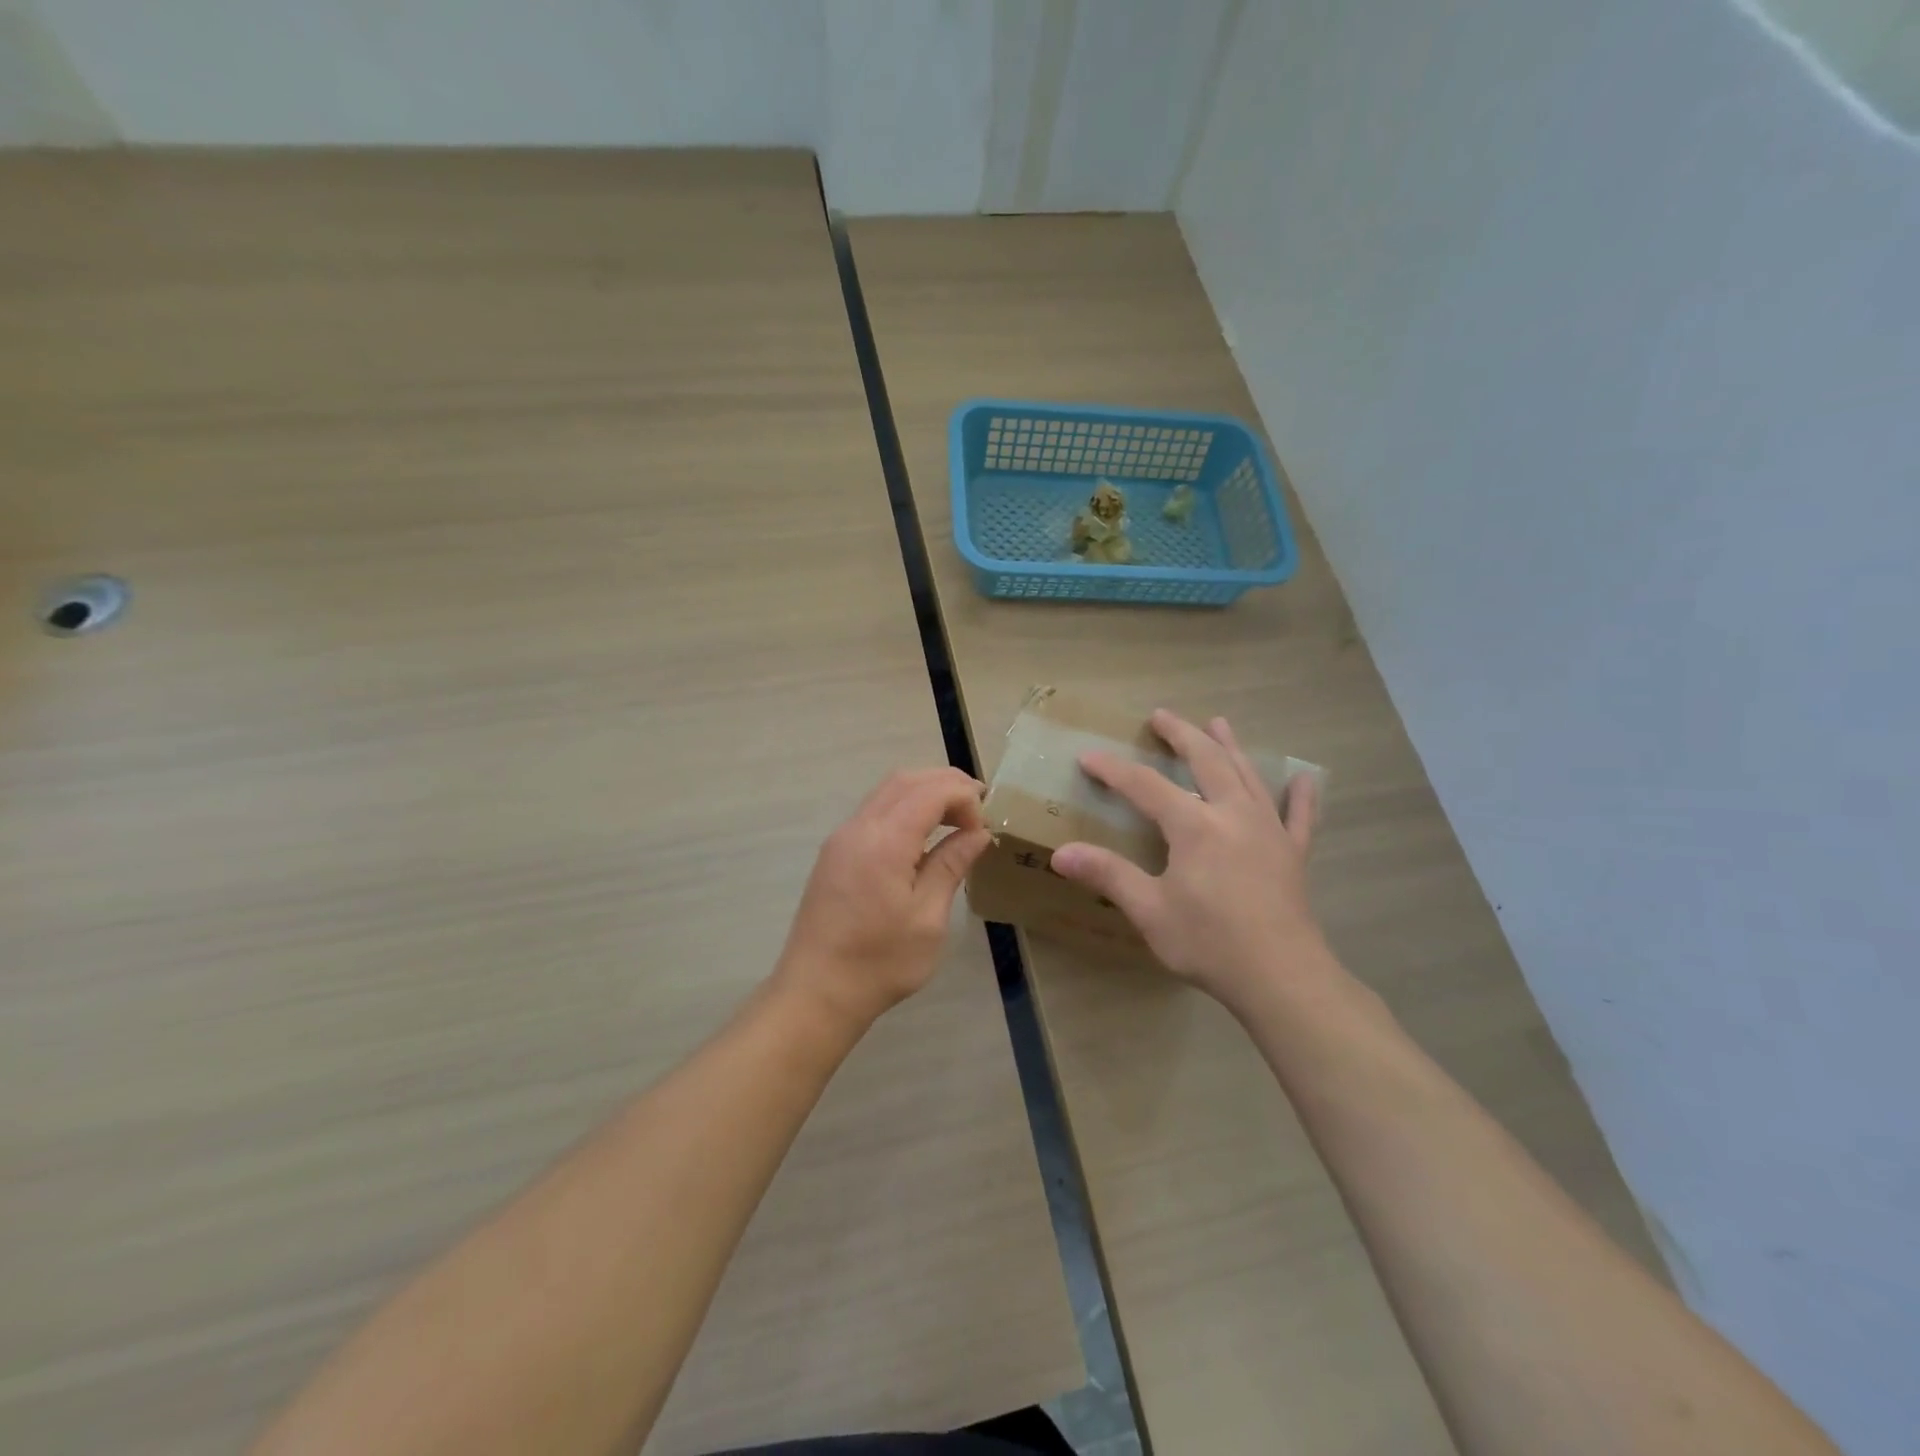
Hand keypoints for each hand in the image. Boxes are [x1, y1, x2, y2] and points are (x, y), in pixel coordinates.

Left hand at [775, 767, 991, 1031]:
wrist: (816, 992)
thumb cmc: (880, 962)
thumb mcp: (928, 918)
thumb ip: (951, 865)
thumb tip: (977, 833)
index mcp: (884, 841)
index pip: (931, 791)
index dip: (964, 797)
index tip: (983, 828)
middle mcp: (858, 827)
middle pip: (906, 780)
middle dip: (947, 784)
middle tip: (978, 808)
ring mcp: (841, 837)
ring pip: (887, 791)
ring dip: (924, 792)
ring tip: (955, 817)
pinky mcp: (834, 852)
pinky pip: (874, 810)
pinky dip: (904, 807)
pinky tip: (922, 835)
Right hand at [1050, 710, 1330, 1013]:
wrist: (1282, 977)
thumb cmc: (1210, 942)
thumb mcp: (1149, 910)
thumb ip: (1108, 875)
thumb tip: (1060, 854)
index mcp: (1194, 826)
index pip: (1145, 786)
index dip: (1114, 770)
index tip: (1088, 756)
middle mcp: (1233, 814)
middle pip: (1206, 760)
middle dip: (1181, 735)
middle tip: (1161, 715)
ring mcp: (1269, 831)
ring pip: (1248, 776)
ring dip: (1230, 747)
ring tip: (1218, 723)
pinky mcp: (1293, 854)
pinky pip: (1300, 816)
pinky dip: (1300, 796)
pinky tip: (1303, 779)